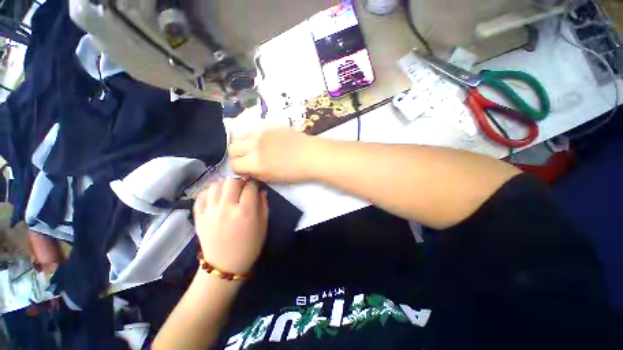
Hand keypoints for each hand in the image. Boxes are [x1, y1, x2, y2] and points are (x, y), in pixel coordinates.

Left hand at [194, 179, 268, 274]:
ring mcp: (209, 212)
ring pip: (215, 185)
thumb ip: (264, 205)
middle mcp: (226, 208)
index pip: (250, 187)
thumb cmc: (249, 246)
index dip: (254, 185)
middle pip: (231, 182)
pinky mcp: (198, 217)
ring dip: (224, 185)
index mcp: (245, 212)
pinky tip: (215, 197)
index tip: (255, 187)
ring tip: (228, 192)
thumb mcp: (263, 226)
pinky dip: (209, 192)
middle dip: (239, 182)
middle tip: (242, 188)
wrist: (225, 266)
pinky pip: (201, 196)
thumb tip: (261, 191)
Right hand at [229, 127, 313, 182]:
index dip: (238, 169)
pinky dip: (251, 135)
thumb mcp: (273, 178)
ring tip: (252, 147)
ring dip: (242, 143)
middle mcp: (254, 145)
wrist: (311, 155)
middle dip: (237, 156)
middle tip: (247, 159)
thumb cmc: (295, 171)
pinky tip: (261, 139)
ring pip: (238, 135)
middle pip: (232, 148)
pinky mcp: (268, 124)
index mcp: (256, 163)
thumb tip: (247, 170)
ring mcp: (261, 132)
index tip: (245, 170)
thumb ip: (256, 173)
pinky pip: (251, 128)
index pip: (234, 165)